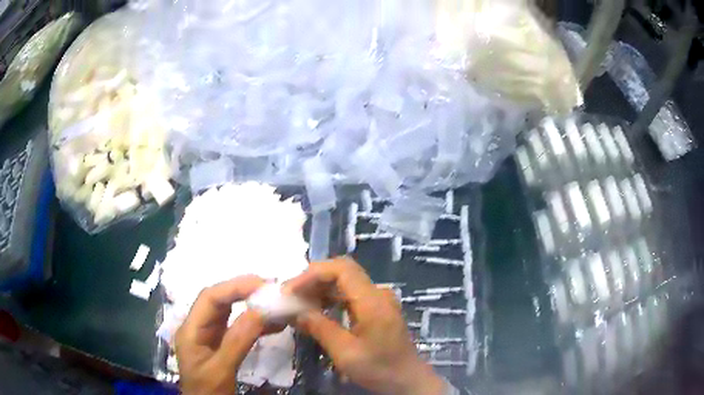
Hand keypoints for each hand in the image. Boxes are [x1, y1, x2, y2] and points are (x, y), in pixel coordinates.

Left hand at [175, 275, 265, 394]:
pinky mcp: (220, 343)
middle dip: (243, 292)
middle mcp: (198, 326)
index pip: (210, 298)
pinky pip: (237, 327)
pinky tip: (273, 325)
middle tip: (271, 289)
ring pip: (229, 311)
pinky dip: (255, 324)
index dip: (234, 287)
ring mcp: (209, 334)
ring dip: (251, 306)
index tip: (261, 284)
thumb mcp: (220, 369)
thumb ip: (236, 341)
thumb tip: (259, 312)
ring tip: (274, 303)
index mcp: (191, 329)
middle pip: (219, 301)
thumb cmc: (207, 391)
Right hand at [284, 258, 446, 394]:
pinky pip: (351, 295)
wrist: (408, 380)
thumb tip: (296, 312)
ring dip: (321, 289)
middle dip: (314, 279)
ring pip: (346, 283)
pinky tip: (318, 310)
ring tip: (299, 302)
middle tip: (290, 295)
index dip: (313, 274)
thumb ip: (320, 328)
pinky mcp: (378, 310)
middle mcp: (378, 293)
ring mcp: (380, 301)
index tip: (291, 290)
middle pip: (343, 272)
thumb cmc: (379, 368)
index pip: (341, 269)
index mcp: (373, 301)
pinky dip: (332, 299)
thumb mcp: (346, 353)